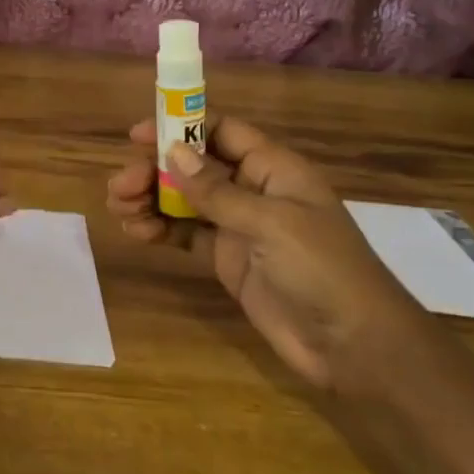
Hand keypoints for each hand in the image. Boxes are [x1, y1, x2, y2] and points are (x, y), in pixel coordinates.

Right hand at [106, 116, 431, 391]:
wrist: (354, 347)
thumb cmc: (322, 270)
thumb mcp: (270, 223)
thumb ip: (217, 190)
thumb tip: (172, 152)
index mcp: (273, 168)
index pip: (220, 132)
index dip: (179, 127)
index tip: (136, 135)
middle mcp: (253, 190)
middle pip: (193, 166)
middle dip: (154, 170)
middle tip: (120, 186)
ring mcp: (238, 226)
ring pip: (184, 200)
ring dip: (150, 199)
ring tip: (120, 209)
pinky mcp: (226, 259)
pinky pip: (185, 234)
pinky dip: (159, 229)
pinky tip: (136, 232)